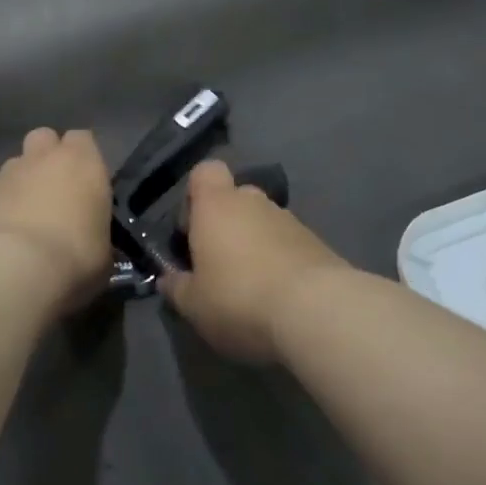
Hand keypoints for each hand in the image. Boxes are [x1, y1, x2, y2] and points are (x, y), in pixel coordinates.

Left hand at [0, 129, 111, 306]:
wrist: (10, 268)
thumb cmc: (73, 256)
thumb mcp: (103, 252)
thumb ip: (96, 234)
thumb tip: (90, 242)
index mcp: (80, 162)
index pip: (83, 139)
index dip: (83, 157)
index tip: (87, 182)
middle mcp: (41, 158)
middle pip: (44, 139)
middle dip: (48, 157)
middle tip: (55, 190)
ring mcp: (4, 175)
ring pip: (15, 166)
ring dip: (21, 184)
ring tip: (26, 219)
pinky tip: (2, 239)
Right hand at [163, 160, 349, 362]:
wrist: (318, 312)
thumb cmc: (239, 298)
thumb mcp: (193, 304)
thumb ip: (177, 288)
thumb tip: (167, 279)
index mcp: (216, 205)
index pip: (204, 172)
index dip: (195, 195)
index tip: (191, 230)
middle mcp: (253, 201)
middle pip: (235, 199)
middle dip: (226, 226)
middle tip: (218, 265)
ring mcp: (290, 220)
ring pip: (263, 224)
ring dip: (255, 246)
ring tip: (252, 288)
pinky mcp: (319, 244)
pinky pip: (289, 245)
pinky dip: (282, 263)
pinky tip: (280, 297)